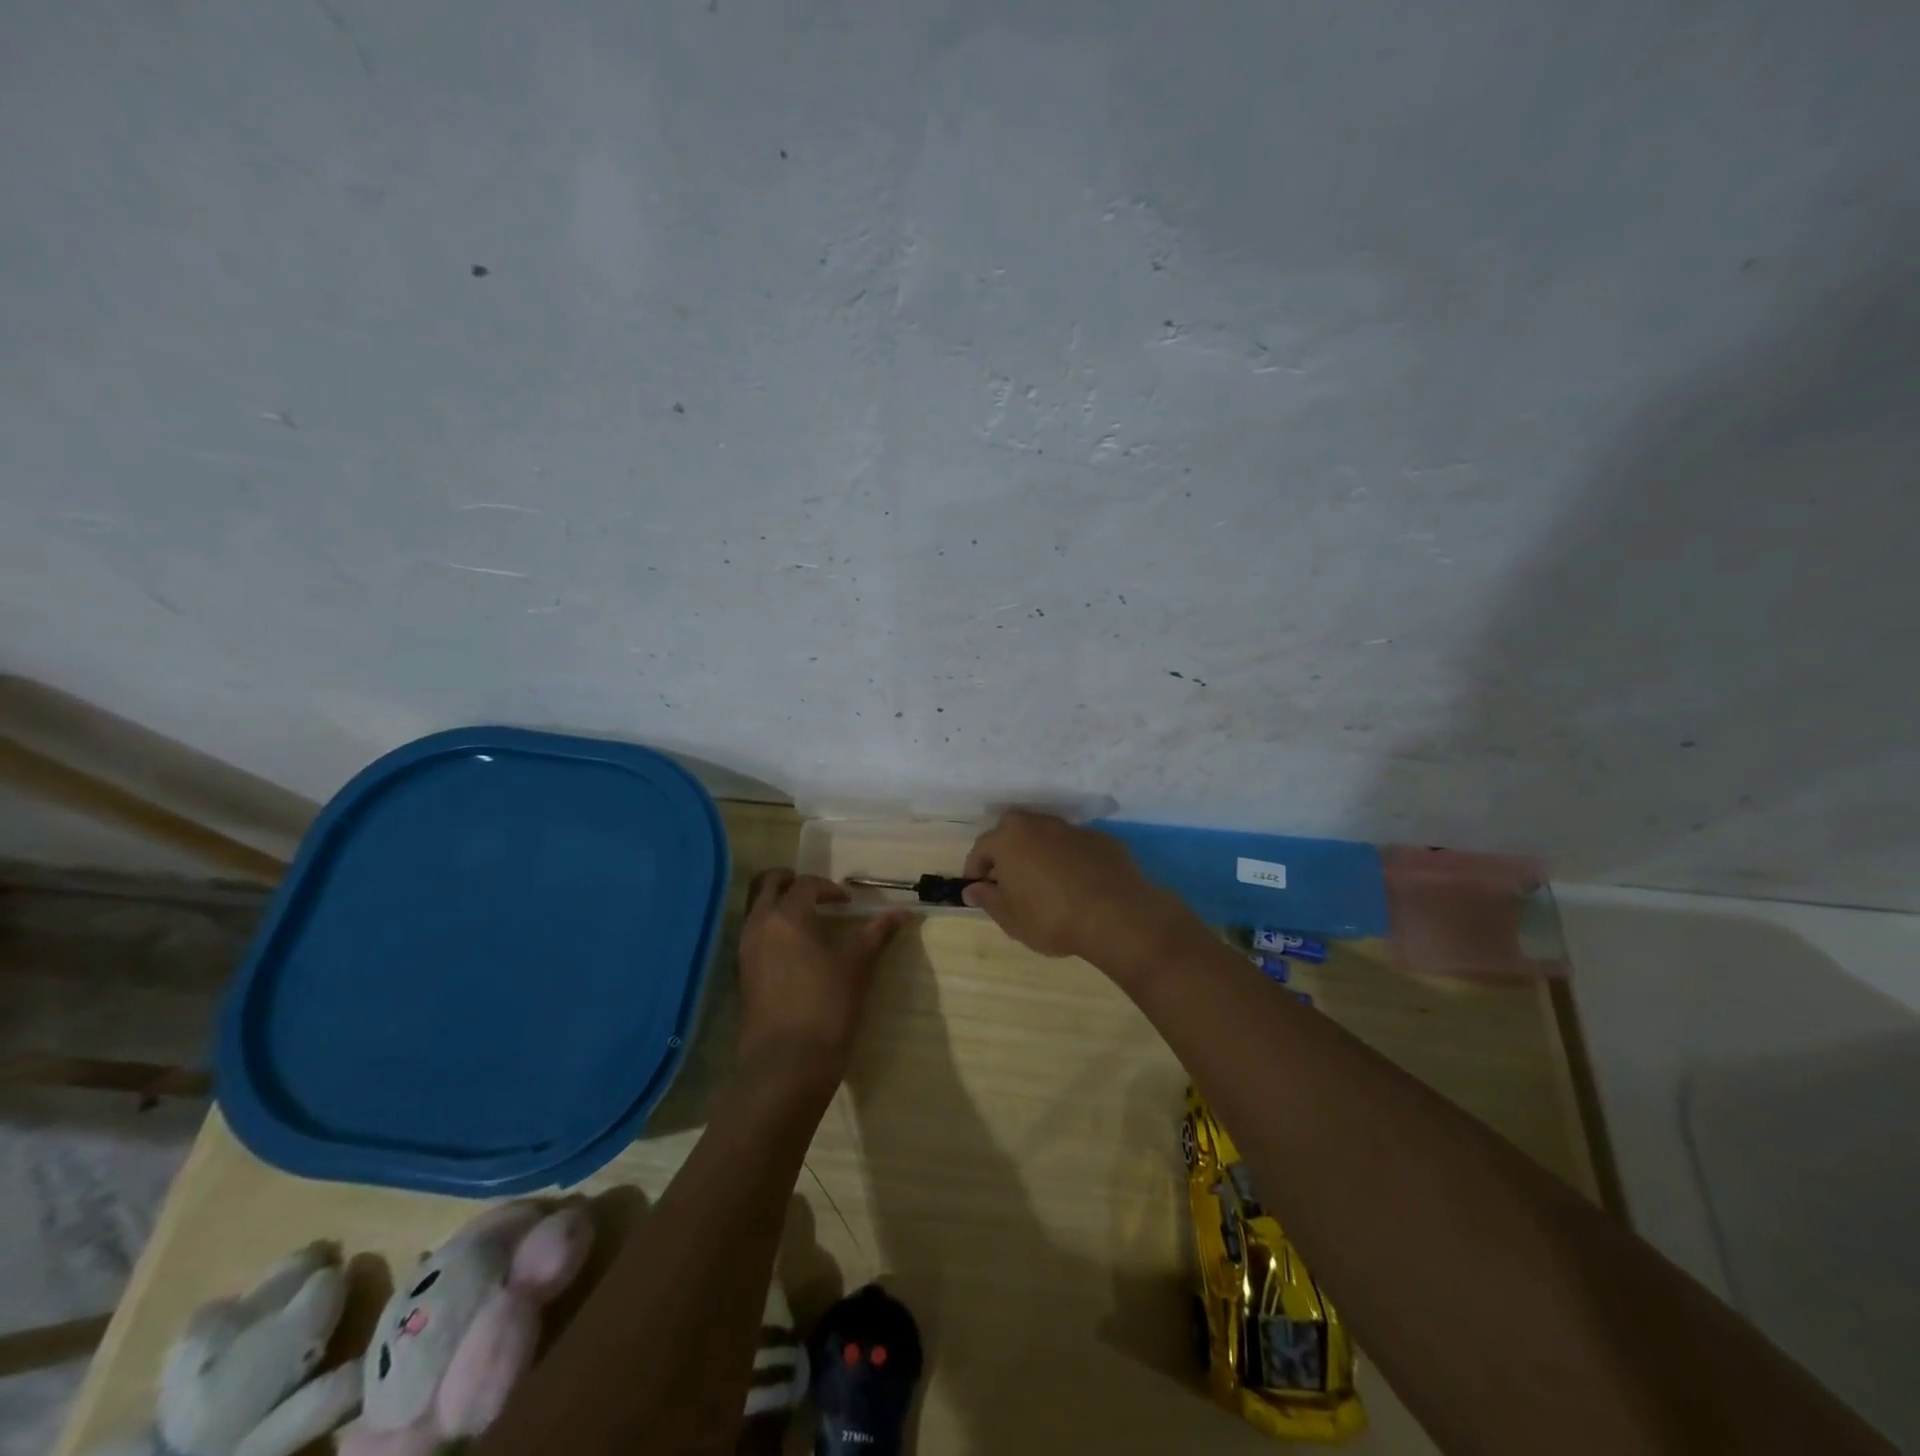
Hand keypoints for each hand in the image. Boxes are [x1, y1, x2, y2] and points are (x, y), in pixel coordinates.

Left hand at [735, 870, 909, 1091]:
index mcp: (787, 917)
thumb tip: (903, 912)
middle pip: (766, 885)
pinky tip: (795, 951)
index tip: (848, 902)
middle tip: (816, 892)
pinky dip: (771, 930)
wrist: (786, 1066)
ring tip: (808, 920)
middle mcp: (759, 927)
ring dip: (778, 905)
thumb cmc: (826, 1008)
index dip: (829, 888)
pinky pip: (753, 936)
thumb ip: (877, 934)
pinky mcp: (742, 977)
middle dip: (790, 881)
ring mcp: (745, 953)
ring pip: (756, 910)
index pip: (805, 885)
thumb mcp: (857, 967)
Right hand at [960, 810, 1200, 973]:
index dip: (975, 870)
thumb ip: (987, 899)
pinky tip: (1076, 886)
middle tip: (1008, 883)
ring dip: (1039, 854)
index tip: (977, 890)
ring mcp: (1073, 829)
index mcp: (1010, 838)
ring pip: (1046, 837)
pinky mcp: (1102, 840)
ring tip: (1043, 885)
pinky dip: (1068, 861)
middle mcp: (1039, 823)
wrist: (1116, 916)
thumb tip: (972, 888)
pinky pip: (1074, 847)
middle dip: (1006, 854)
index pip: (981, 848)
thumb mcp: (1010, 918)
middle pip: (1013, 833)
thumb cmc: (1051, 917)